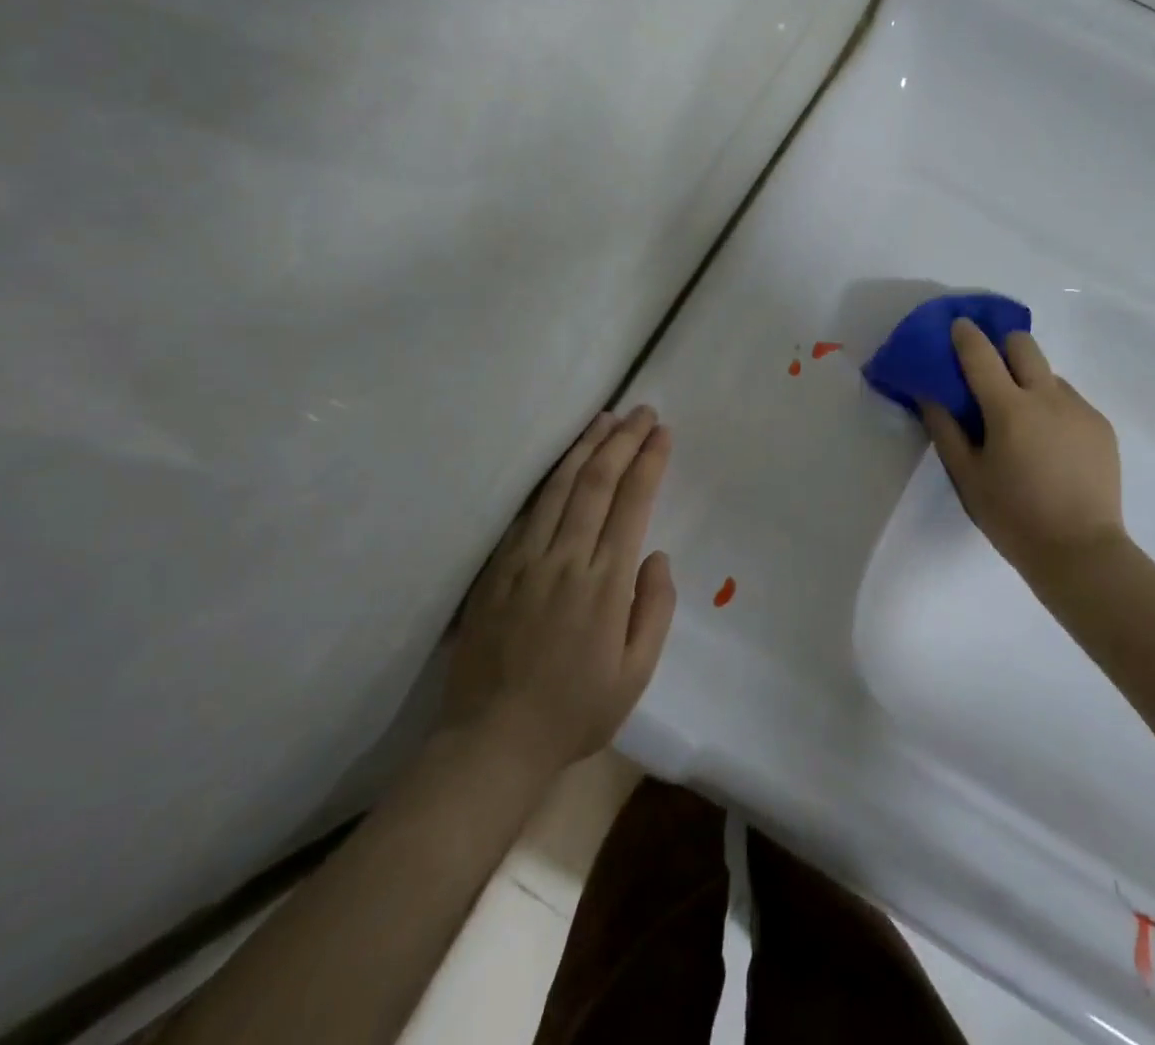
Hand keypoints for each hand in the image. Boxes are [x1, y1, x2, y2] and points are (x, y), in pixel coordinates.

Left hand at [438, 407, 676, 776]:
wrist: (491, 741)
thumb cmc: (575, 711)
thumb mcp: (636, 674)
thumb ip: (655, 609)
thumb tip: (656, 555)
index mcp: (605, 585)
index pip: (632, 504)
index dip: (649, 462)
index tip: (663, 433)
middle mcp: (566, 560)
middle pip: (597, 483)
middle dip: (622, 441)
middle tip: (641, 412)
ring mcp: (525, 561)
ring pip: (559, 488)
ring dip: (585, 448)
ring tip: (605, 419)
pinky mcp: (496, 569)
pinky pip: (527, 512)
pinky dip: (550, 480)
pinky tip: (562, 464)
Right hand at [921, 321, 1129, 595]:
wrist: (1081, 552)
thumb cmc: (1013, 516)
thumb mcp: (967, 477)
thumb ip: (945, 429)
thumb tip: (930, 394)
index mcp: (1009, 409)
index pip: (981, 354)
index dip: (966, 334)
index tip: (957, 324)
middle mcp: (1047, 397)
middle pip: (1023, 345)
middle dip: (1003, 346)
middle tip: (990, 370)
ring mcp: (1080, 409)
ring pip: (1049, 374)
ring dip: (1029, 382)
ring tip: (1022, 421)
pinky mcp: (1101, 426)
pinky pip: (1070, 401)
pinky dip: (1052, 408)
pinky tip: (1050, 444)